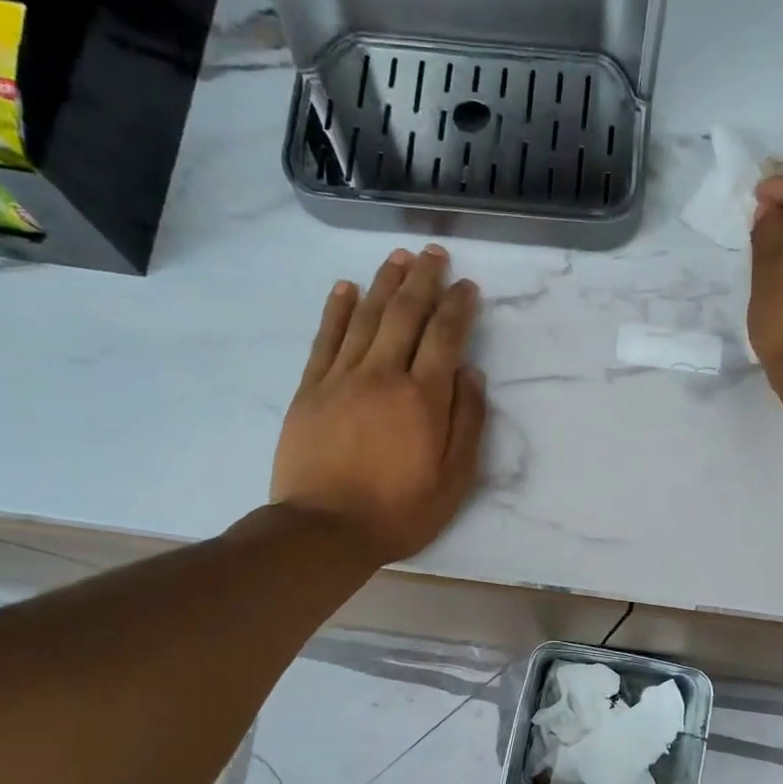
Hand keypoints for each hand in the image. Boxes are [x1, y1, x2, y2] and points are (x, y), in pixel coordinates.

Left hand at [270, 245, 487, 563]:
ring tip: (398, 257)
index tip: (467, 286)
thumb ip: (468, 424)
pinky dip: (337, 309)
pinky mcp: (310, 389)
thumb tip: (472, 374)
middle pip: (405, 314)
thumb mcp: (453, 480)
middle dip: (423, 279)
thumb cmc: (398, 511)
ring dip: (384, 282)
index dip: (458, 306)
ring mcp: (341, 378)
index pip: (445, 336)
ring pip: (366, 316)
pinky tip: (346, 287)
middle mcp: (383, 375)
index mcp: (423, 398)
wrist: (324, 530)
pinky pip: (326, 338)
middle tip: (434, 253)